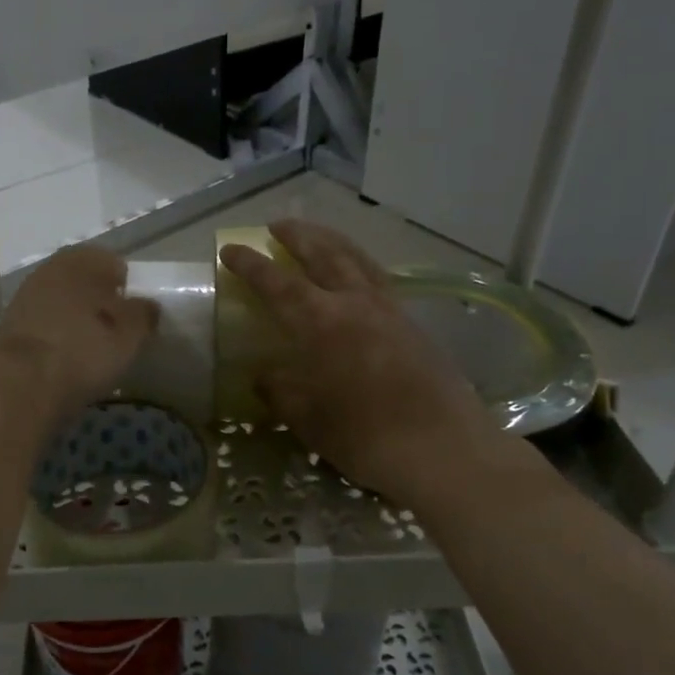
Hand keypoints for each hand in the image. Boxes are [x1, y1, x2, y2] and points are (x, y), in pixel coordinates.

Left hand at [0, 246, 159, 423]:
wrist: (19, 383)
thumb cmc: (83, 350)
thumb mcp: (129, 336)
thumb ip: (143, 316)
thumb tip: (148, 306)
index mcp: (82, 260)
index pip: (114, 264)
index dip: (128, 288)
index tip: (136, 315)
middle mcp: (51, 269)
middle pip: (84, 282)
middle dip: (100, 303)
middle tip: (116, 332)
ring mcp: (25, 296)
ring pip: (62, 303)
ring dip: (76, 320)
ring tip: (92, 349)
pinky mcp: (10, 326)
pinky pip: (45, 325)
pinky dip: (57, 337)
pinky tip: (67, 359)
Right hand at [219, 220, 544, 508]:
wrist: (443, 449)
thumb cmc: (365, 436)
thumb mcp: (308, 418)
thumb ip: (280, 391)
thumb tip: (264, 376)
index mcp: (322, 322)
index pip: (277, 283)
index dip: (251, 265)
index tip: (230, 249)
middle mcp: (356, 303)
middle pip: (323, 255)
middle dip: (297, 236)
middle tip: (276, 225)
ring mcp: (390, 310)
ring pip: (357, 259)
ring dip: (331, 241)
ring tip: (316, 234)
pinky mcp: (413, 325)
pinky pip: (379, 279)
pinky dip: (359, 265)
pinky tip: (356, 274)